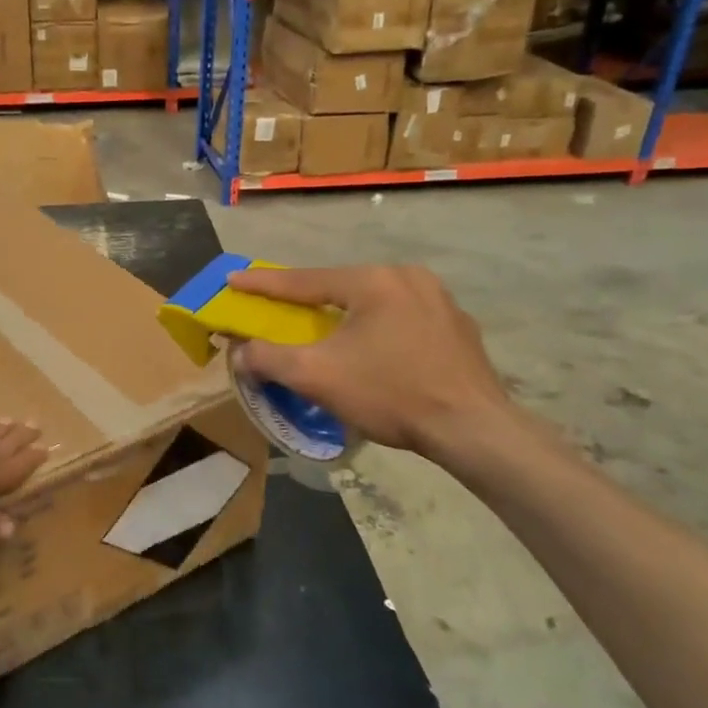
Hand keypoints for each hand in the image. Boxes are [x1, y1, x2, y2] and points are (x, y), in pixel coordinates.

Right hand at [228, 266, 516, 463]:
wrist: (473, 429)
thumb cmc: (391, 394)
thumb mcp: (317, 376)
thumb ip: (269, 358)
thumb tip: (241, 352)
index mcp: (373, 281)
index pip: (305, 280)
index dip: (264, 284)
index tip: (234, 280)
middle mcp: (408, 278)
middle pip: (342, 287)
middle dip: (308, 300)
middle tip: (281, 310)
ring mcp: (440, 300)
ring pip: (375, 303)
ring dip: (346, 316)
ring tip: (328, 333)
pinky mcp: (459, 328)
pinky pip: (404, 319)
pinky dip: (379, 330)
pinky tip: (376, 353)